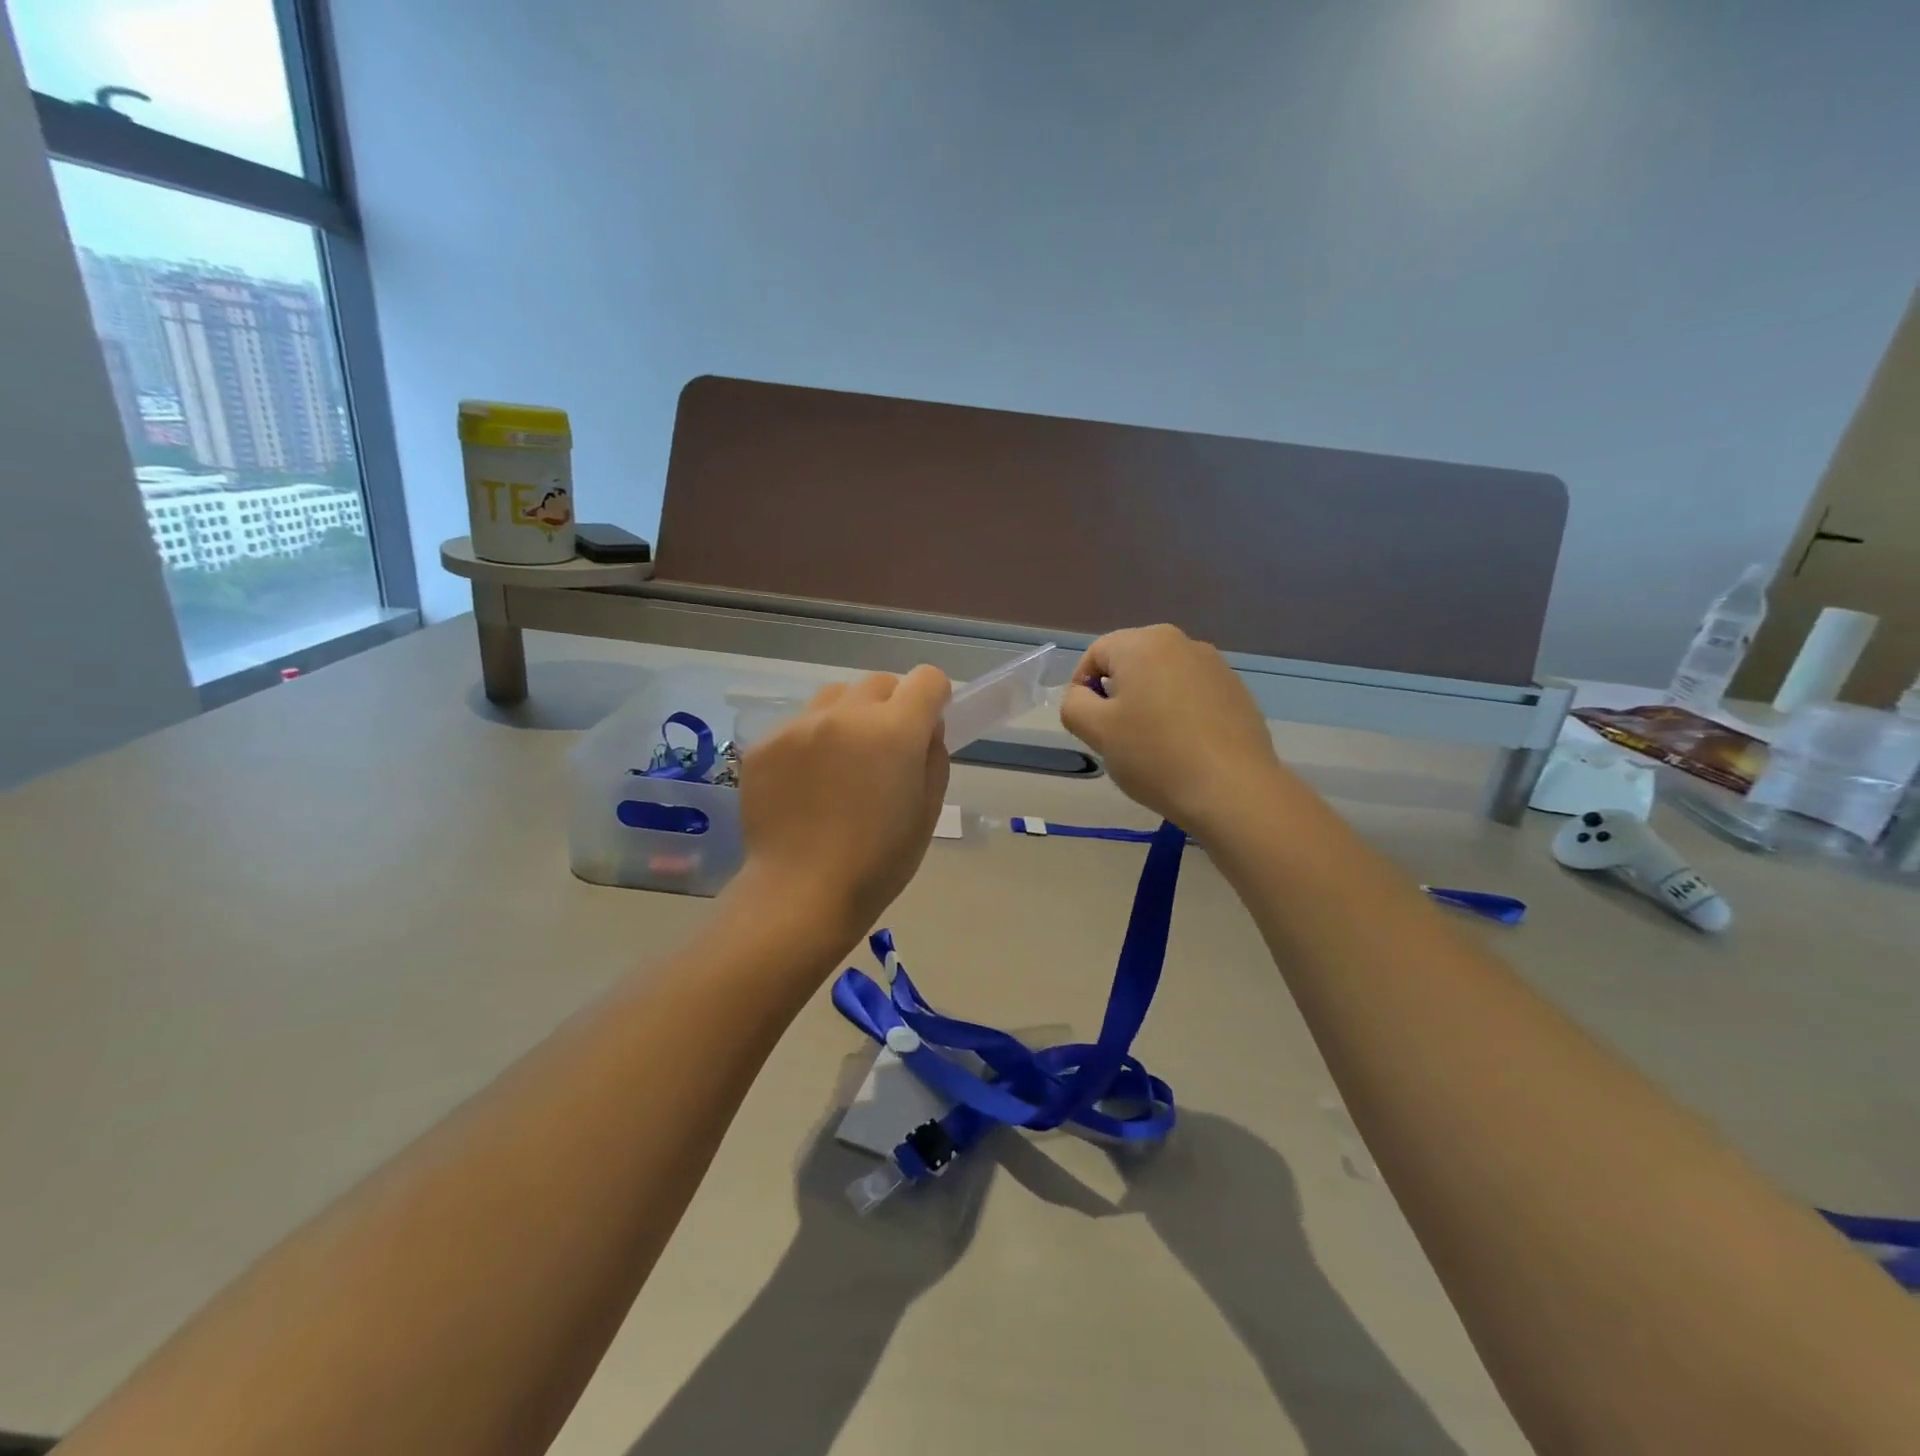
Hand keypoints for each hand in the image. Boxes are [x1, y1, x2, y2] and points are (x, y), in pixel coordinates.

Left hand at [737, 666, 950, 941]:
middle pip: (879, 683)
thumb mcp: (927, 812)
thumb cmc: (878, 862)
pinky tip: (806, 784)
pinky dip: (811, 742)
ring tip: (841, 763)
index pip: (926, 679)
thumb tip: (926, 729)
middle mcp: (845, 714)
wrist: (801, 893)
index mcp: (894, 730)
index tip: (928, 725)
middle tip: (885, 751)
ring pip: (835, 697)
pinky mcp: (764, 743)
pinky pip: (799, 725)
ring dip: (849, 717)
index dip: (934, 698)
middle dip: (892, 707)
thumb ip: (933, 758)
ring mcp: (799, 725)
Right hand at [1060, 624, 1288, 832]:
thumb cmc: (1155, 755)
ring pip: (1163, 679)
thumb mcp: (1096, 731)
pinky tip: (1184, 748)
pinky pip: (1192, 695)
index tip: (1088, 725)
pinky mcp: (1237, 692)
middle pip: (1131, 662)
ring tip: (1152, 746)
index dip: (1081, 688)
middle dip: (1117, 695)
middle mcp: (1182, 642)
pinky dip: (1179, 714)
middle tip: (1117, 737)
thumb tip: (1083, 696)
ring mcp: (1215, 666)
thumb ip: (1073, 704)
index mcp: (1143, 643)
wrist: (1233, 790)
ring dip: (1148, 704)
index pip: (1095, 654)